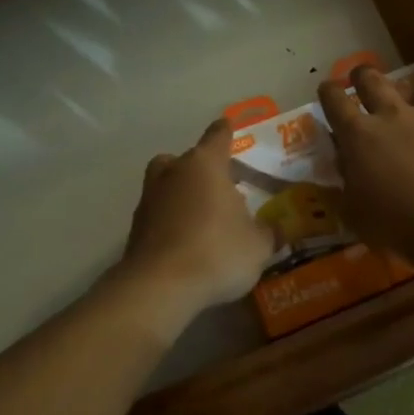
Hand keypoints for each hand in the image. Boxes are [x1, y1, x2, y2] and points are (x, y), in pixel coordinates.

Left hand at [115, 118, 276, 331]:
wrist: (159, 287)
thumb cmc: (216, 252)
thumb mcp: (257, 246)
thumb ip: (269, 233)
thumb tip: (278, 229)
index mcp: (206, 164)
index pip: (218, 135)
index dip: (226, 132)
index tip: (230, 128)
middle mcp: (174, 171)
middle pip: (187, 158)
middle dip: (202, 169)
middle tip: (220, 187)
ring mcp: (150, 197)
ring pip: (167, 183)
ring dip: (181, 193)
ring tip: (202, 216)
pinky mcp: (135, 227)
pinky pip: (158, 213)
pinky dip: (169, 221)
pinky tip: (186, 242)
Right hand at [318, 67, 413, 258]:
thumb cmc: (396, 224)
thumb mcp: (355, 212)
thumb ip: (346, 184)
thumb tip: (344, 168)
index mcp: (359, 135)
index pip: (334, 100)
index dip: (328, 91)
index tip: (327, 89)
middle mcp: (392, 114)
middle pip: (373, 79)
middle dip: (363, 75)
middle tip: (362, 80)